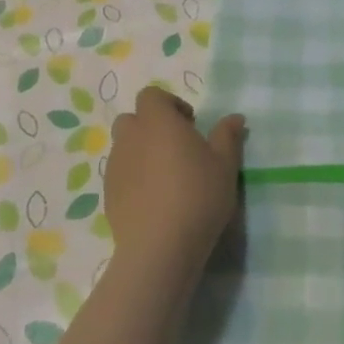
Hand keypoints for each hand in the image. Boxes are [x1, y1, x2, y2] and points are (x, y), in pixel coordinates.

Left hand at [106, 87, 244, 278]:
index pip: (151, 95)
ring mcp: (115, 167)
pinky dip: (134, 178)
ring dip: (142, 153)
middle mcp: (130, 138)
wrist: (159, 248)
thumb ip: (228, 136)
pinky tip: (155, 201)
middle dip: (151, 127)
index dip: (169, 104)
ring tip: (167, 178)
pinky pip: (120, 174)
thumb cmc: (197, 195)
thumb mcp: (225, 164)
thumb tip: (235, 118)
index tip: (190, 124)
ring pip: (125, 148)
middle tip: (177, 148)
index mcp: (157, 121)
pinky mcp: (108, 195)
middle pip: (133, 119)